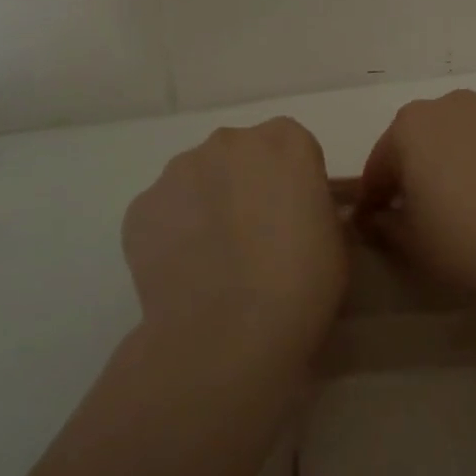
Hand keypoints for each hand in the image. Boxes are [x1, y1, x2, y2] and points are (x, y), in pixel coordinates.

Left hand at [122, 117, 347, 355]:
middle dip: (246, 184)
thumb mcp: (335, 238)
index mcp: (286, 142)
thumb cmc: (302, 284)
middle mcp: (230, 142)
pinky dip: (173, 231)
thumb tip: (294, 213)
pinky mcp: (140, 206)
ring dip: (206, 203)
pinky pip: (164, 210)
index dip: (293, 180)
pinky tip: (185, 272)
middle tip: (254, 236)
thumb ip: (313, 206)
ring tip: (214, 259)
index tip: (294, 216)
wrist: (228, 334)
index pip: (292, 146)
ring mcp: (179, 171)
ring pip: (197, 178)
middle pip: (240, 154)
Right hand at [354, 91, 475, 314]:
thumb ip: (384, 225)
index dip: (374, 198)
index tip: (373, 224)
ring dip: (461, 163)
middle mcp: (455, 105)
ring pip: (467, 138)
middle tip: (423, 213)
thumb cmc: (472, 241)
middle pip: (423, 141)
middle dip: (417, 173)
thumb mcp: (413, 245)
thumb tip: (377, 218)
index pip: (380, 165)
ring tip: (473, 206)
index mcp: (413, 127)